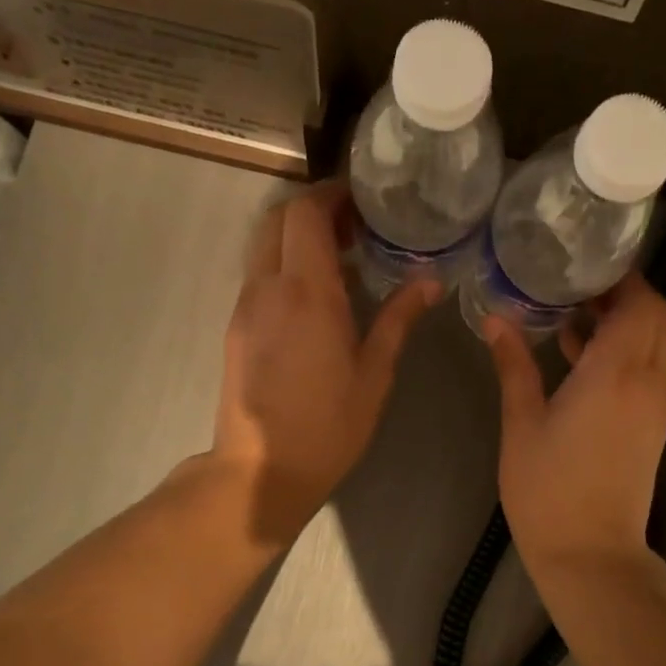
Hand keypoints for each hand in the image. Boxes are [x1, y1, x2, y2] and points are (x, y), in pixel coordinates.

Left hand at [214, 185, 437, 548]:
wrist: (261, 470)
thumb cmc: (328, 425)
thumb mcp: (375, 373)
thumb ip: (399, 318)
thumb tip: (430, 281)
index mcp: (307, 292)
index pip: (305, 214)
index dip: (331, 196)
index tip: (362, 202)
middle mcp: (268, 287)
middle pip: (277, 219)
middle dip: (313, 211)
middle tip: (354, 228)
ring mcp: (245, 306)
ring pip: (264, 247)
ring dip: (297, 239)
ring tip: (340, 262)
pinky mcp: (236, 327)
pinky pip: (259, 276)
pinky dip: (285, 267)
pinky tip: (316, 299)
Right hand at [484, 276, 665, 579]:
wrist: (592, 554)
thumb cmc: (549, 490)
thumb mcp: (522, 423)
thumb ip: (514, 365)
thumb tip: (496, 319)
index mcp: (616, 374)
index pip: (642, 304)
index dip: (623, 278)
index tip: (585, 264)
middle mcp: (648, 382)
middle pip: (659, 317)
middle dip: (627, 294)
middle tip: (578, 285)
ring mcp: (656, 406)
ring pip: (657, 343)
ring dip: (626, 323)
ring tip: (572, 314)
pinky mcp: (653, 425)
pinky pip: (649, 369)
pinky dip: (626, 351)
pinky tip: (579, 357)